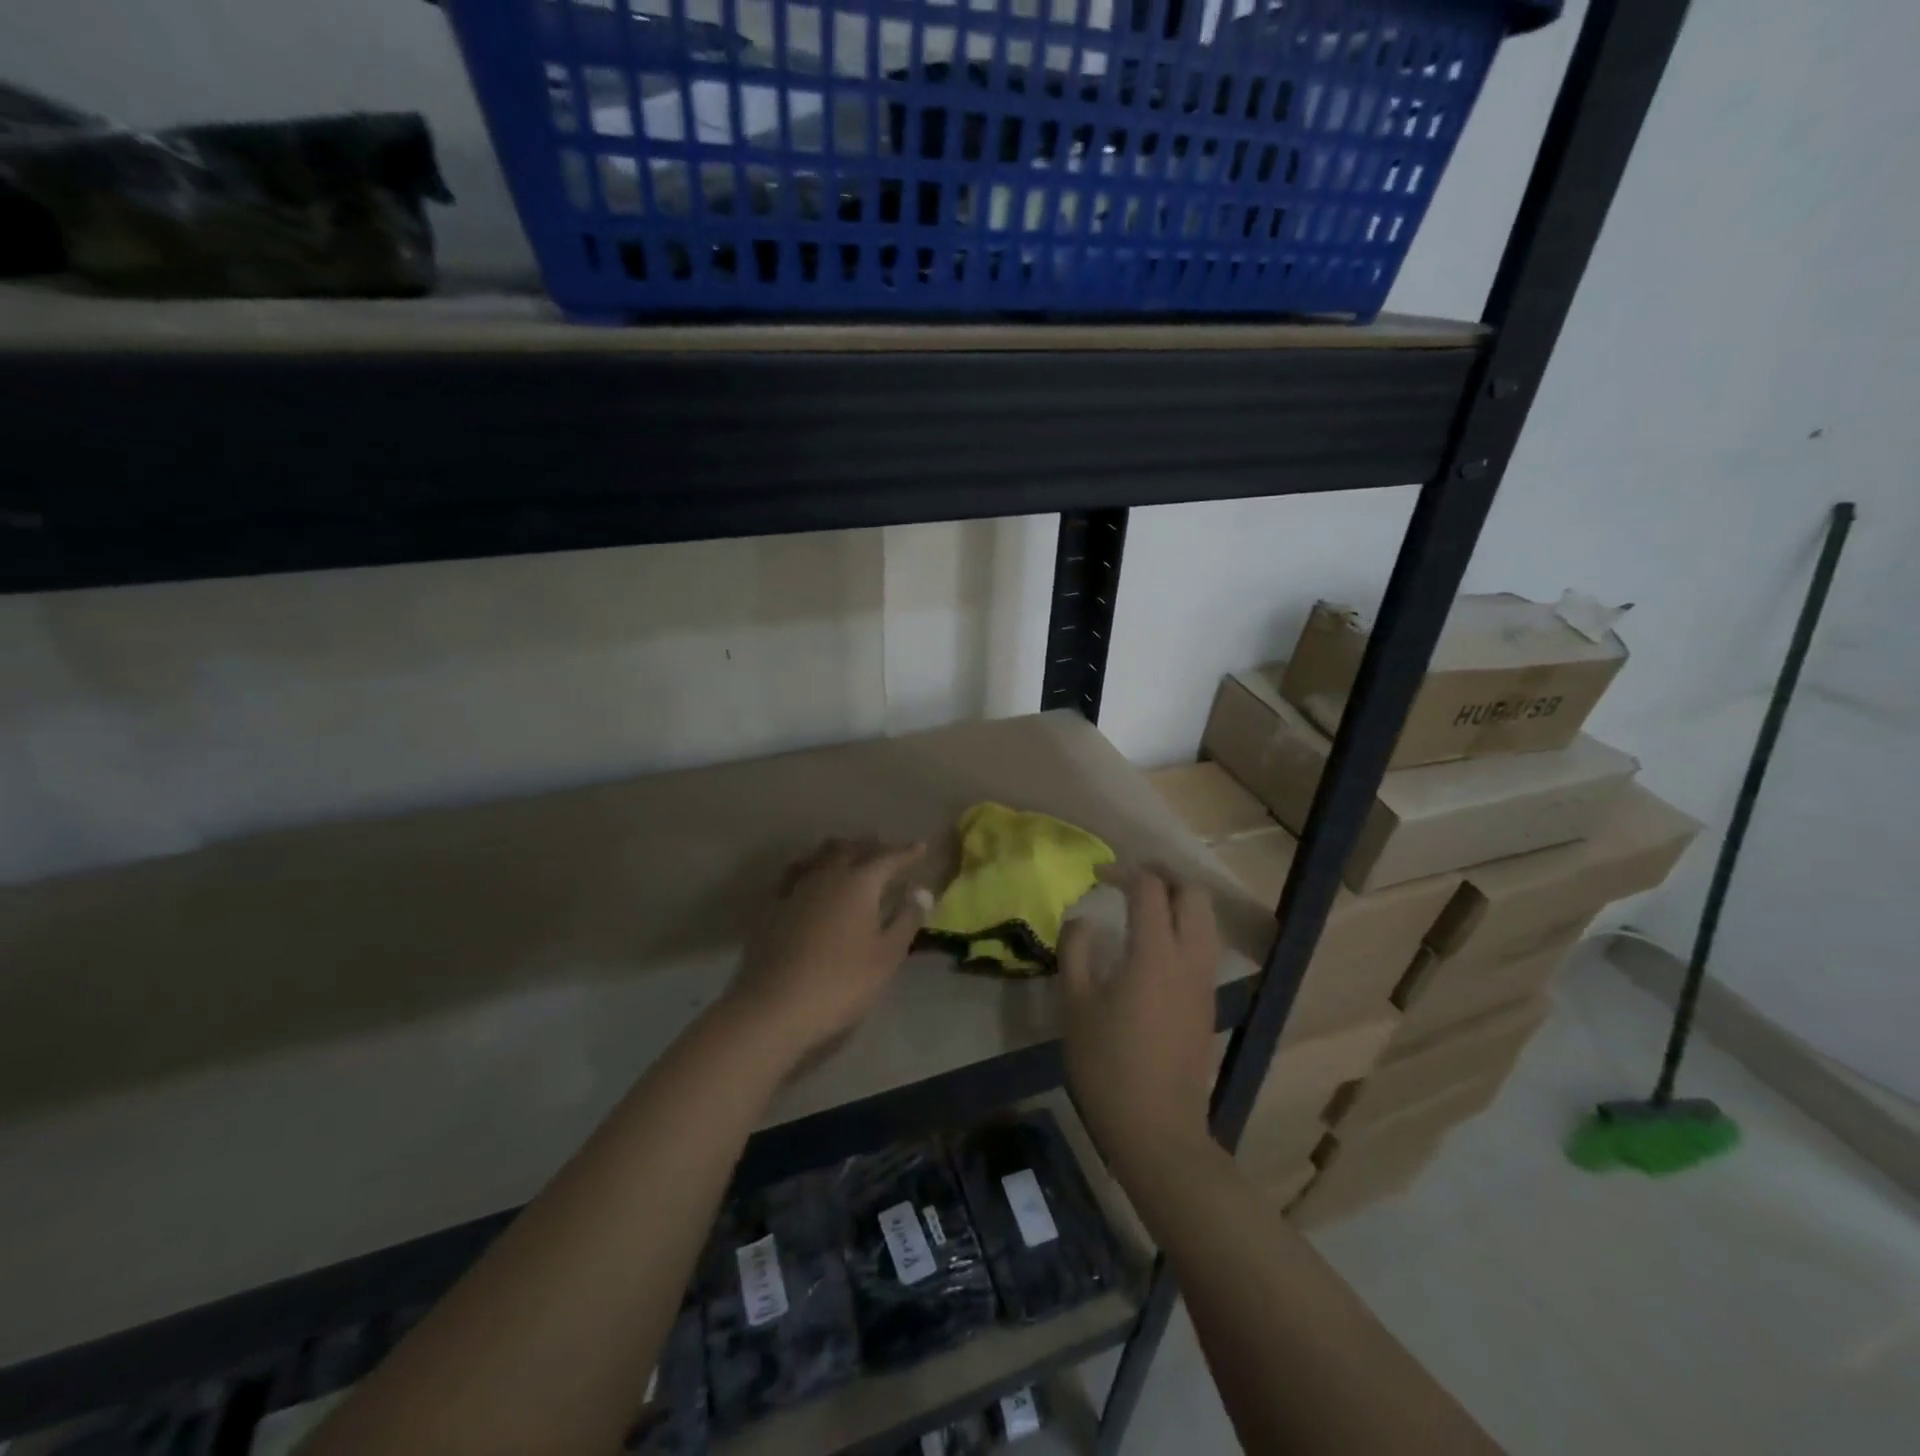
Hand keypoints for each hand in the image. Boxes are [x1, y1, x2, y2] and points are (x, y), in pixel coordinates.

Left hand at [730, 838, 930, 1067]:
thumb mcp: (886, 956)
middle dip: (873, 846)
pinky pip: (799, 872)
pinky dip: (814, 867)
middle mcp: (827, 874)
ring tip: (853, 858)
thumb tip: (921, 891)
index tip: (920, 847)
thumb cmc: (842, 983)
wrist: (774, 1006)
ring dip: (842, 851)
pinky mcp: (774, 905)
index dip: (906, 852)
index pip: (888, 857)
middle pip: (852, 848)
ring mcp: (797, 888)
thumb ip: (906, 919)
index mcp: (859, 882)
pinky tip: (815, 879)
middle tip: (888, 851)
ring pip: (822, 855)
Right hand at [1058, 865, 1219, 1174]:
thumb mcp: (1075, 1005)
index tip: (1097, 875)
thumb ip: (1076, 950)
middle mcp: (1189, 958)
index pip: (1149, 889)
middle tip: (1129, 878)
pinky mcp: (1208, 1002)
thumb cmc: (1107, 1066)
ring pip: (1205, 919)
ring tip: (1144, 904)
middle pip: (1193, 894)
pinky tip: (1156, 944)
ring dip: (1178, 900)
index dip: (1123, 872)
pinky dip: (1185, 926)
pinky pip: (1205, 945)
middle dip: (1163, 875)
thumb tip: (1082, 918)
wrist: (1158, 1130)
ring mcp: (1204, 981)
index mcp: (1154, 953)